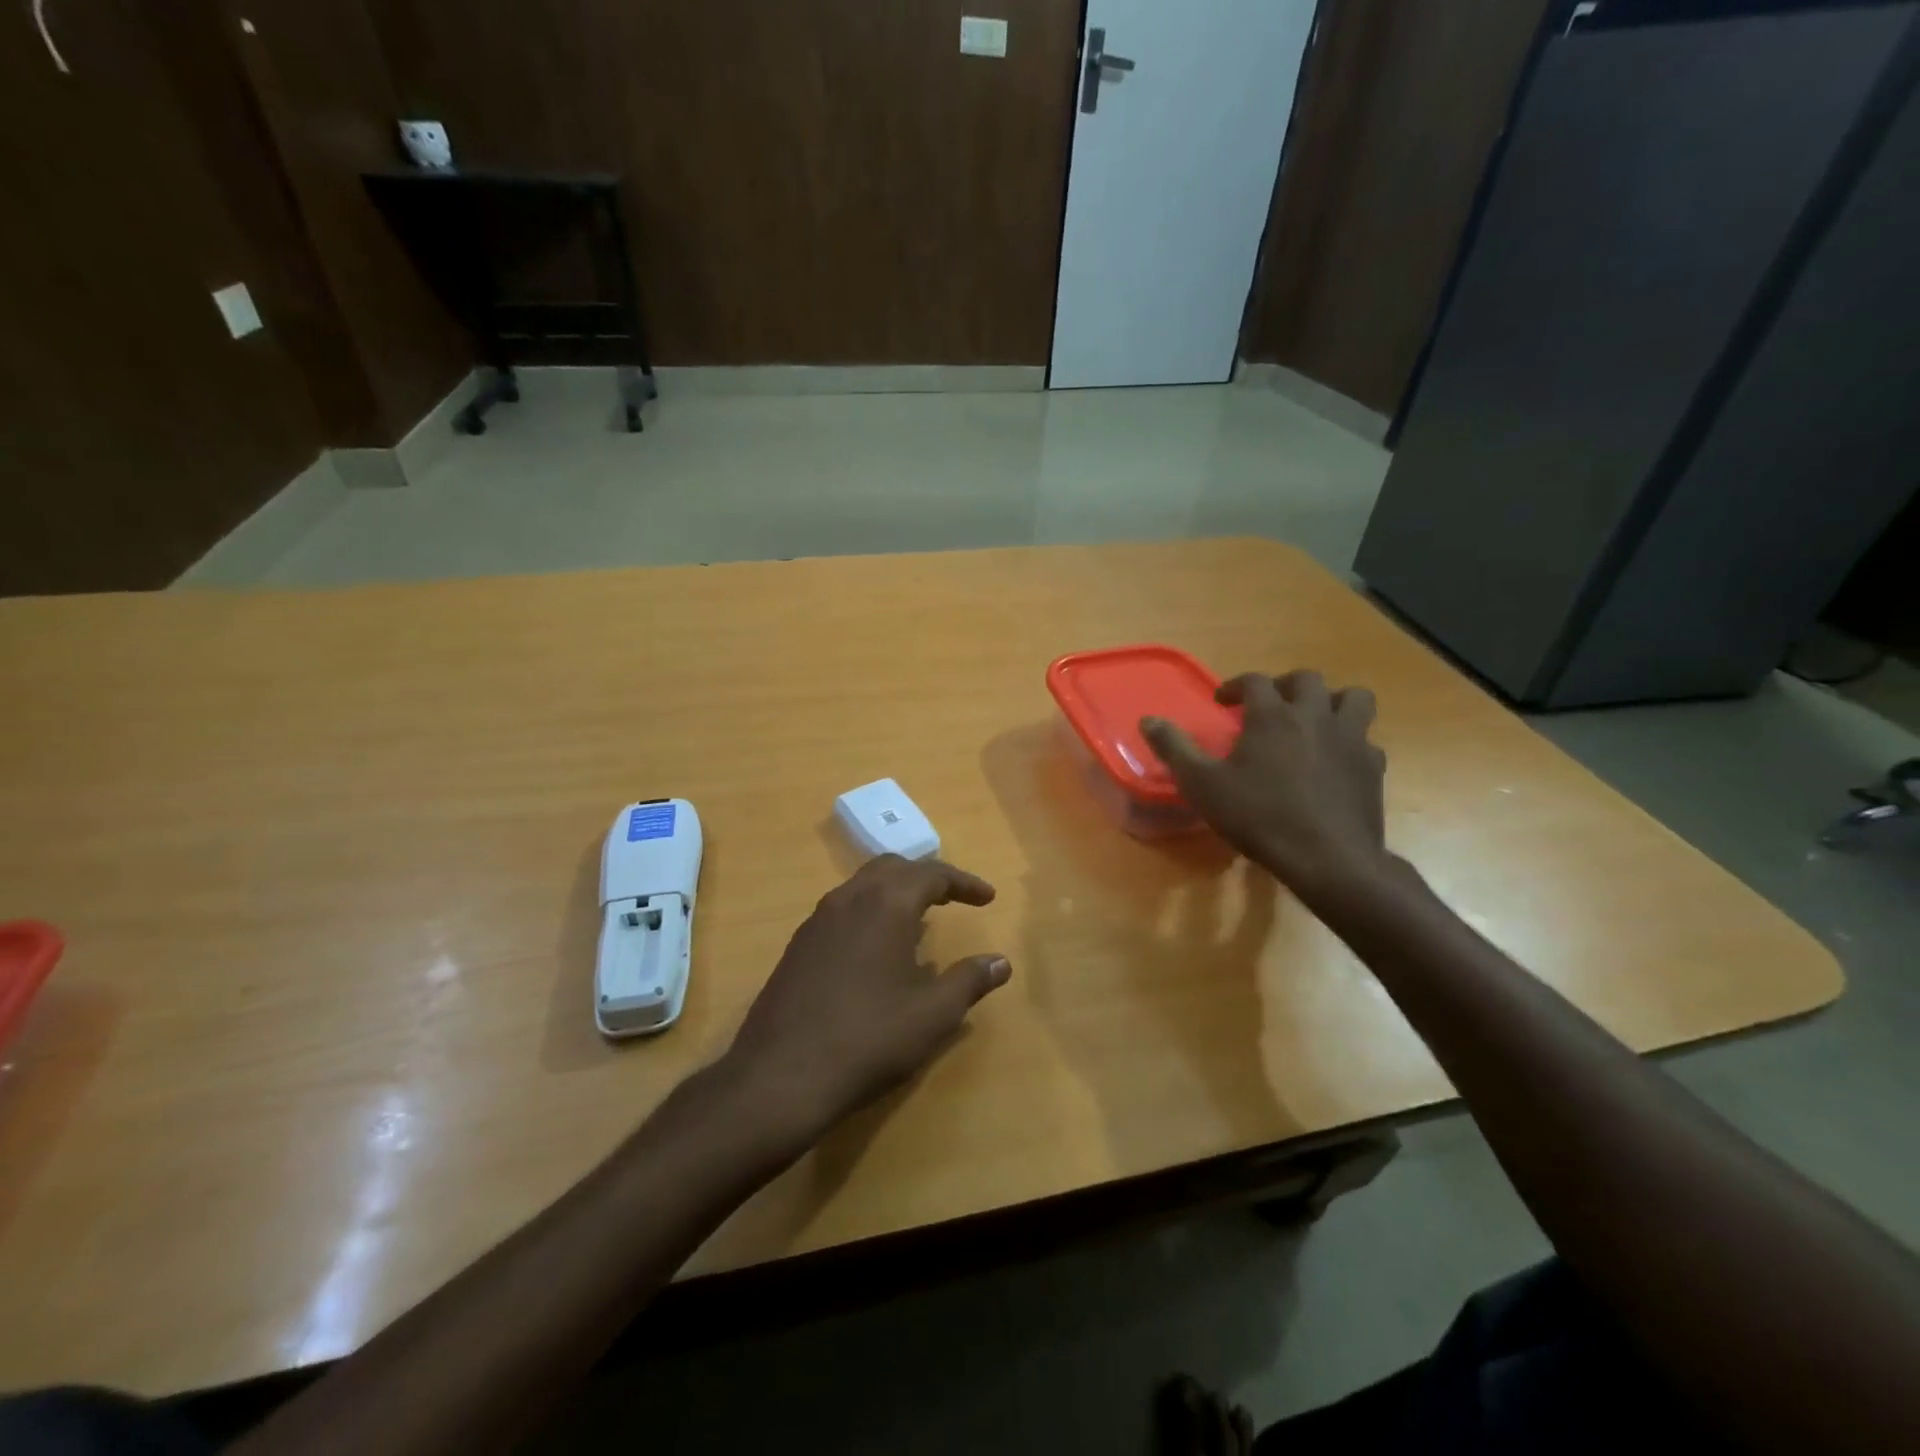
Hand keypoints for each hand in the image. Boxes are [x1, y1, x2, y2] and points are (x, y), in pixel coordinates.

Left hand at [723, 855, 1011, 1142]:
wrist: (781, 1075)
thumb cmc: (869, 1038)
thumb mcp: (933, 1014)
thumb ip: (970, 980)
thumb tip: (1001, 962)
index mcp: (886, 903)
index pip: (933, 874)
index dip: (965, 883)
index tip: (988, 899)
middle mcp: (849, 898)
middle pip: (893, 868)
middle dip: (927, 878)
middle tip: (952, 899)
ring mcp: (817, 920)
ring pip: (863, 886)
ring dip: (895, 893)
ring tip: (918, 923)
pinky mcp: (798, 945)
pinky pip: (842, 910)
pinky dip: (869, 913)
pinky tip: (876, 952)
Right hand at [1141, 670, 1388, 900]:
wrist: (1328, 859)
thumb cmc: (1258, 817)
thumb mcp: (1202, 785)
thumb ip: (1175, 748)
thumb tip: (1148, 720)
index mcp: (1272, 715)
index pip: (1254, 681)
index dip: (1235, 685)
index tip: (1222, 702)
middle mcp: (1315, 716)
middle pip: (1307, 679)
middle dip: (1284, 686)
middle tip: (1269, 706)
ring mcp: (1351, 739)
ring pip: (1353, 698)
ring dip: (1332, 702)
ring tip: (1313, 721)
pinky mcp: (1373, 767)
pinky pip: (1366, 741)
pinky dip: (1351, 743)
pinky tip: (1336, 762)